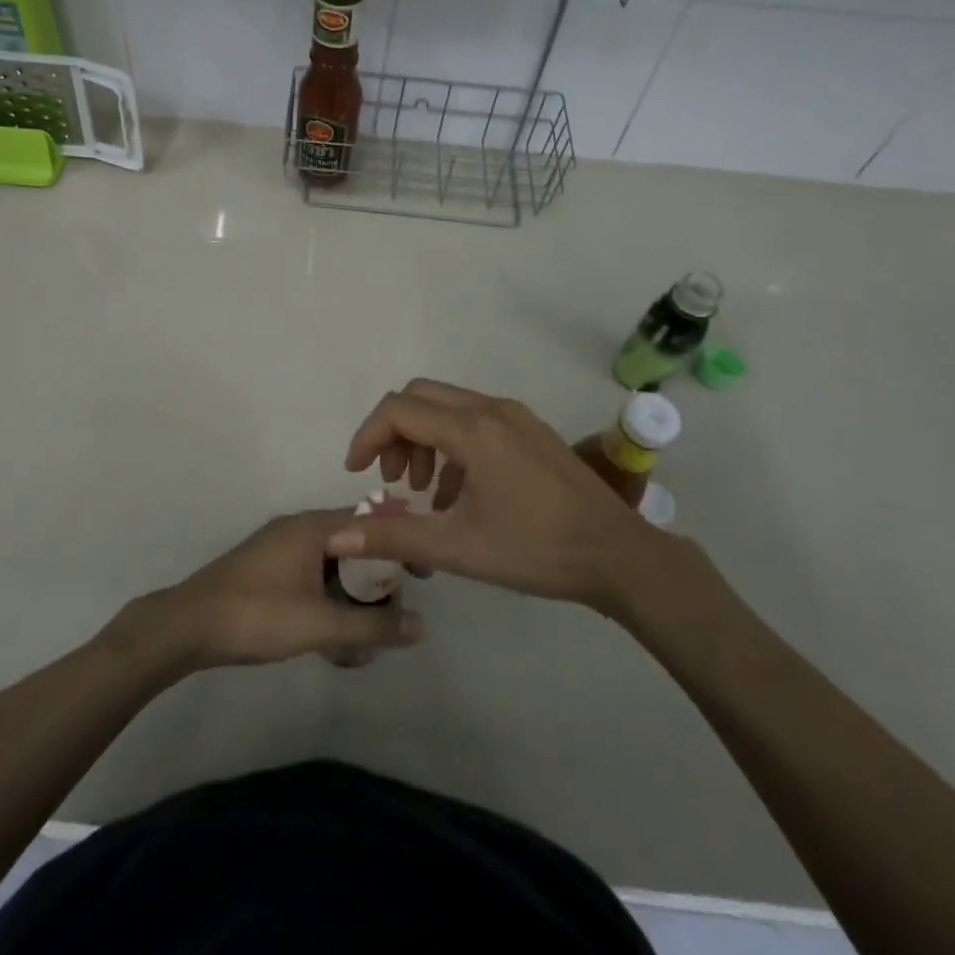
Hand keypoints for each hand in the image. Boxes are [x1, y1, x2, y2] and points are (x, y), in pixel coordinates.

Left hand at [124, 511, 423, 672]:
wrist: (188, 626)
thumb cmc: (258, 615)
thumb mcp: (321, 624)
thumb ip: (373, 625)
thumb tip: (422, 626)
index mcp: (313, 527)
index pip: (371, 522)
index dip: (400, 545)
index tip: (424, 575)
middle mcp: (299, 530)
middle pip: (354, 547)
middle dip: (376, 585)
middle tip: (390, 620)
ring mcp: (281, 551)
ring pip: (332, 569)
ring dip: (351, 603)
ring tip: (360, 645)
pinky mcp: (268, 573)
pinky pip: (312, 580)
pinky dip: (328, 606)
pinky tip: (332, 646)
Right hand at [327, 379, 710, 637]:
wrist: (620, 556)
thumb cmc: (536, 550)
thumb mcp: (457, 548)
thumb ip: (392, 536)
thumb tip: (334, 538)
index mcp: (473, 429)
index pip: (398, 410)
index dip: (367, 437)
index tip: (357, 473)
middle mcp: (492, 409)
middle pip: (420, 398)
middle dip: (394, 433)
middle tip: (391, 480)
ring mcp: (515, 416)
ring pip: (448, 407)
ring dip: (423, 440)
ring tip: (423, 492)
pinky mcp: (531, 430)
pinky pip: (475, 421)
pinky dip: (451, 446)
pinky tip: (458, 494)